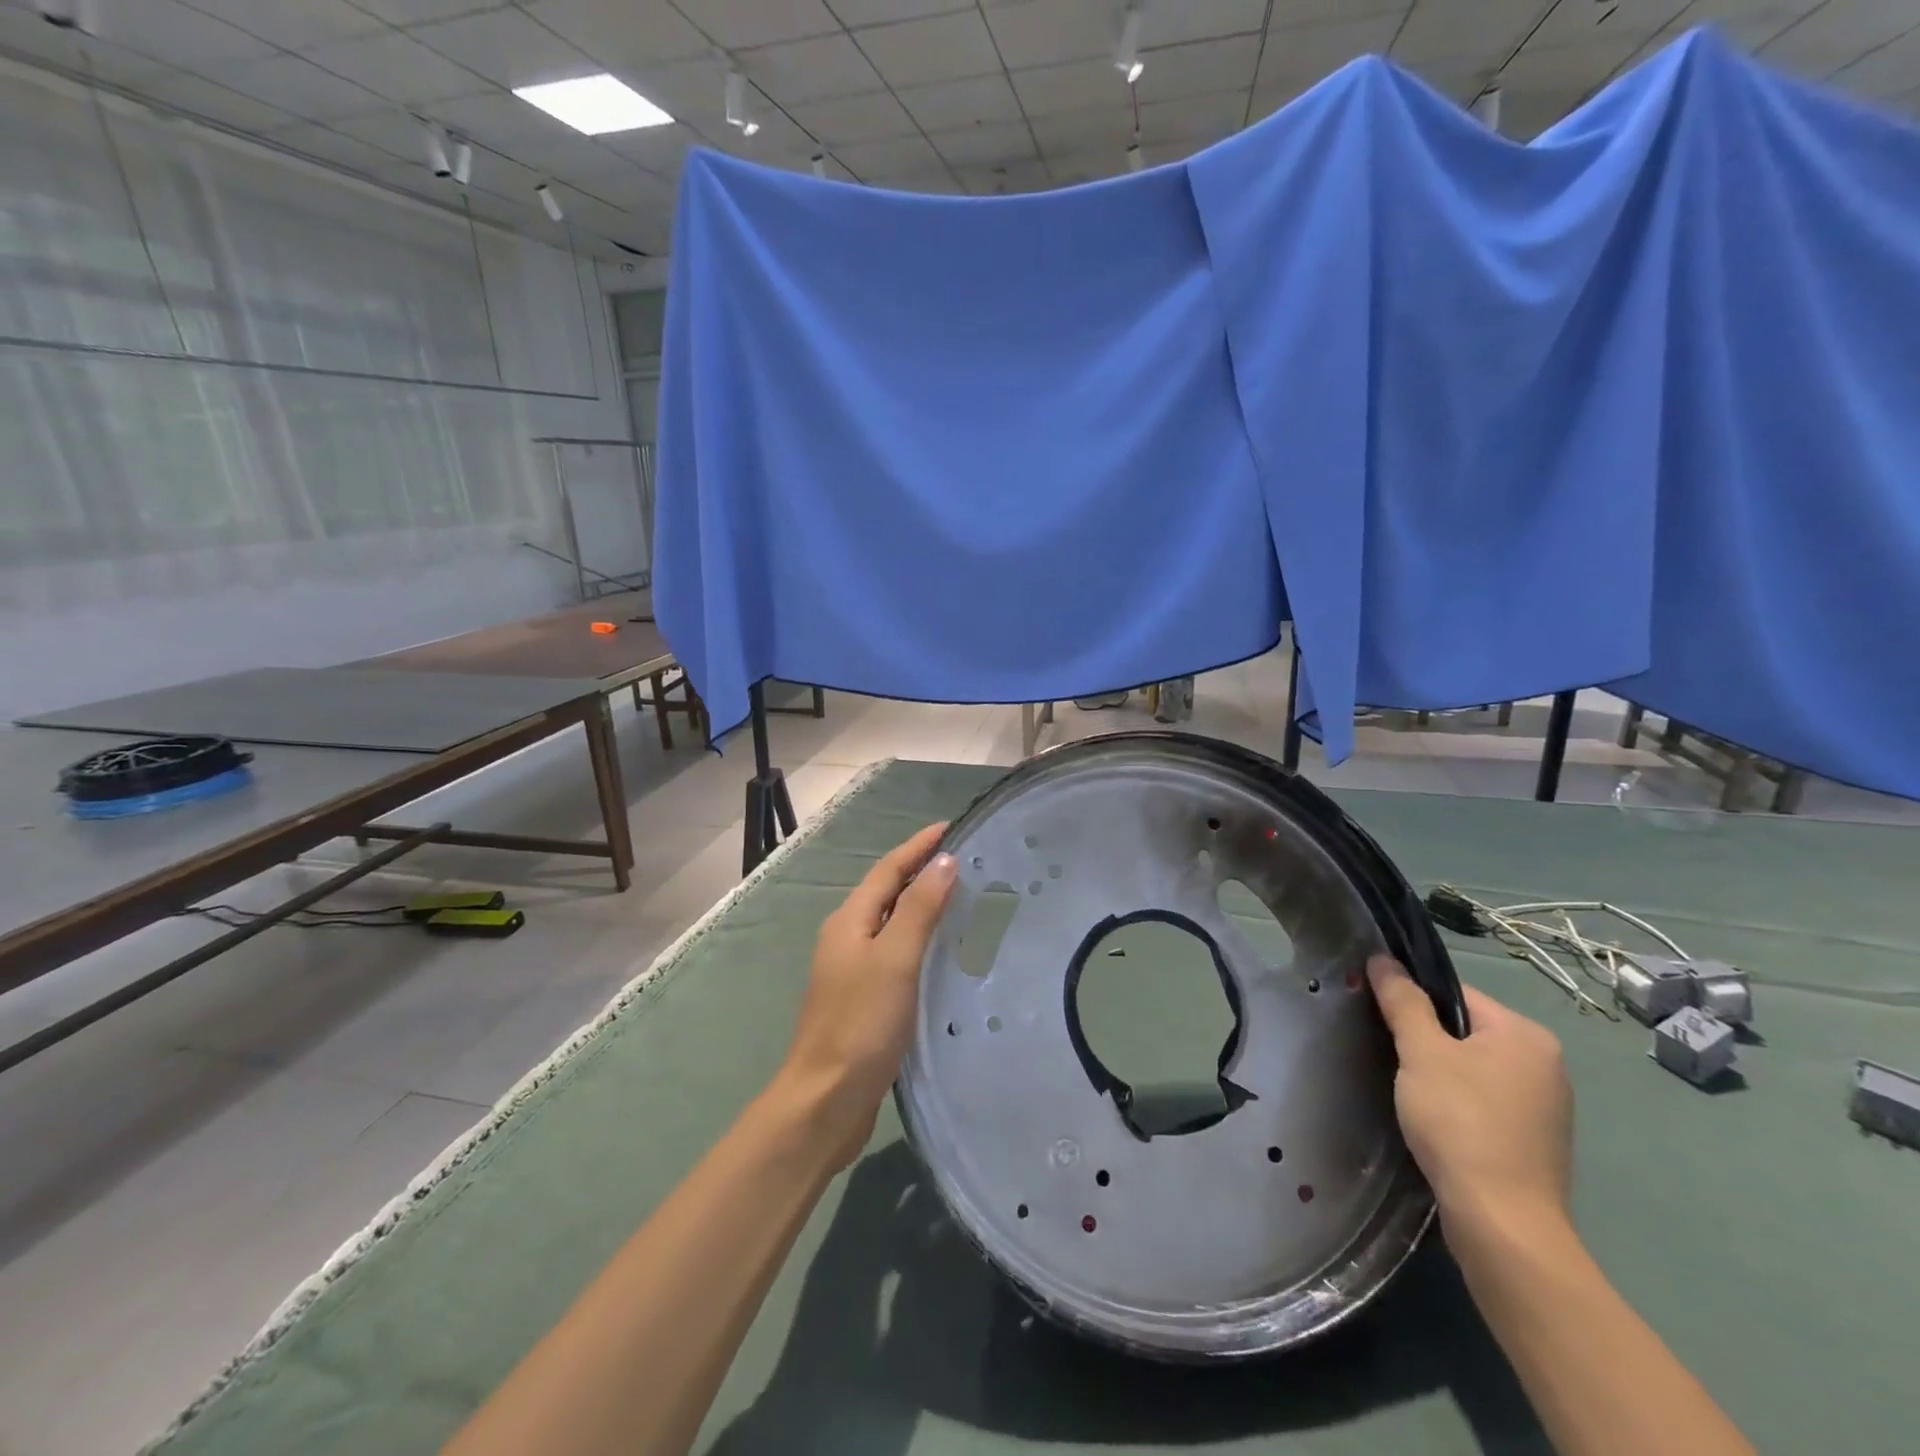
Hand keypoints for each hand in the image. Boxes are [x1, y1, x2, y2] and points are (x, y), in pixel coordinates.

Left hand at [775, 824, 957, 1167]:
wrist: (826, 1100)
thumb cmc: (861, 1023)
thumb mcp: (895, 959)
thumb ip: (920, 909)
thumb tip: (944, 861)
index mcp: (850, 921)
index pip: (888, 869)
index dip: (919, 846)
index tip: (952, 827)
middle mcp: (847, 938)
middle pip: (888, 892)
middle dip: (922, 871)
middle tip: (966, 862)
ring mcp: (852, 970)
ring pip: (892, 923)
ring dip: (922, 905)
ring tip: (962, 899)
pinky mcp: (863, 999)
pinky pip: (896, 953)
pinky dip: (919, 940)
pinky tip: (942, 953)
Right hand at [1367, 955, 1573, 1235]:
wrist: (1502, 1222)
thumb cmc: (1461, 1122)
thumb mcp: (1421, 1052)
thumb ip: (1403, 1002)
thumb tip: (1383, 959)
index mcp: (1526, 1035)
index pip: (1456, 994)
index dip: (1413, 1001)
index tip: (1380, 1018)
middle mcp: (1545, 1064)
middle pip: (1465, 1030)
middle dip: (1425, 1039)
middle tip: (1387, 1052)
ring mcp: (1545, 1107)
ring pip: (1473, 1068)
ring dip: (1438, 1072)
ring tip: (1405, 1088)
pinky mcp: (1533, 1141)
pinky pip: (1484, 1101)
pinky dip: (1456, 1103)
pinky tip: (1433, 1120)